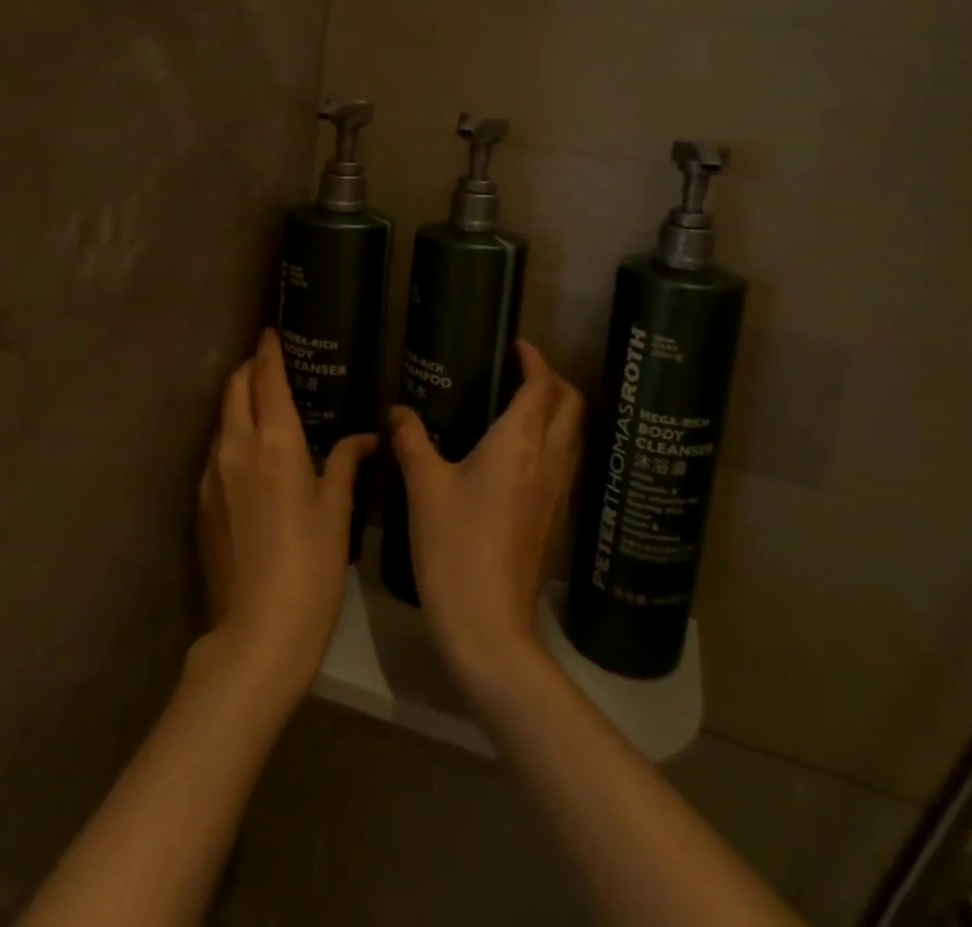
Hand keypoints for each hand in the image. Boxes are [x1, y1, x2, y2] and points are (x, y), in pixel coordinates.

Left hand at [197, 329, 373, 697]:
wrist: (257, 633)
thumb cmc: (311, 565)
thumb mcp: (337, 510)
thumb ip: (347, 463)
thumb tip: (366, 438)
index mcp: (275, 442)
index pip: (266, 378)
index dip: (269, 350)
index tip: (272, 331)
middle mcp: (236, 447)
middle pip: (234, 388)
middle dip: (250, 368)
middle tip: (271, 364)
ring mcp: (212, 475)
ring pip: (222, 418)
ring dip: (238, 401)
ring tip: (264, 406)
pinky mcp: (201, 502)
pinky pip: (216, 450)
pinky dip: (232, 435)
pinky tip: (251, 455)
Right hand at [390, 340, 582, 702]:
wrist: (489, 626)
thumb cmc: (454, 546)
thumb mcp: (424, 488)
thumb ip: (411, 441)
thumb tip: (397, 410)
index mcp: (519, 442)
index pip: (541, 386)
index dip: (535, 360)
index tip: (518, 346)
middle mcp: (548, 460)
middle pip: (571, 405)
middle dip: (555, 380)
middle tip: (522, 373)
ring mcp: (558, 492)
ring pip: (574, 435)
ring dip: (560, 411)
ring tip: (524, 407)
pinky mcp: (557, 518)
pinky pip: (567, 462)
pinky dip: (555, 441)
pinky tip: (523, 456)